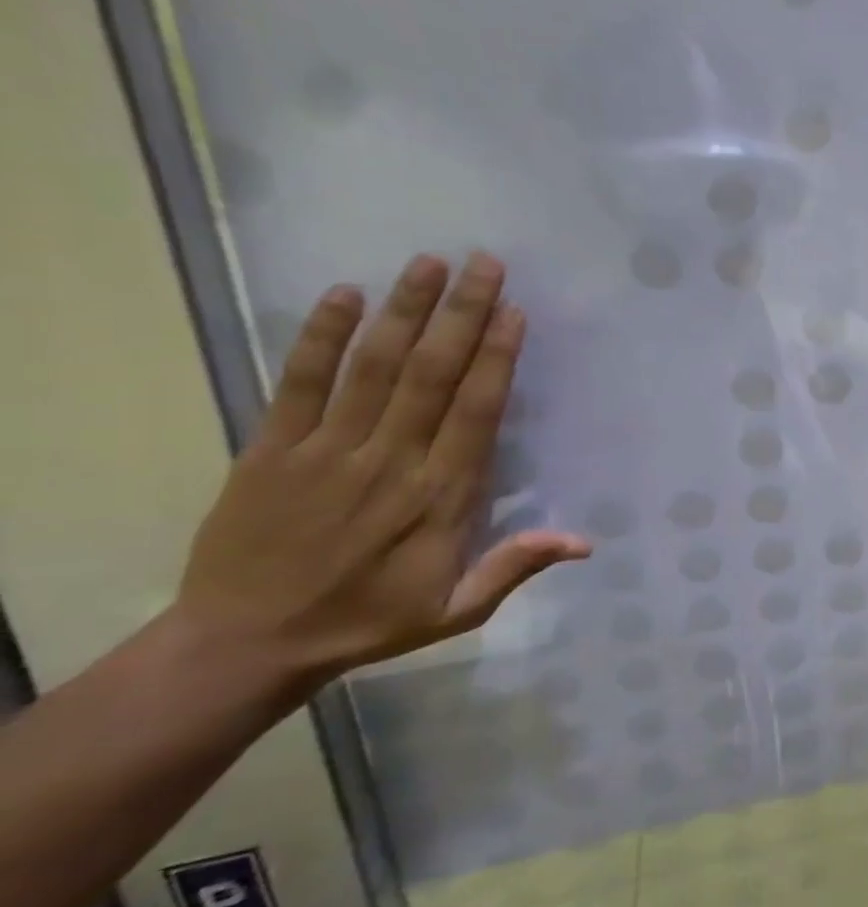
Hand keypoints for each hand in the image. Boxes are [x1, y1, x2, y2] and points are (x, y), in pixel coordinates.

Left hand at [173, 253, 590, 686]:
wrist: (244, 643)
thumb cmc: (368, 622)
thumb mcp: (456, 611)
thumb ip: (515, 568)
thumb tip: (584, 541)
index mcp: (440, 497)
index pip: (476, 412)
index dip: (496, 358)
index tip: (513, 311)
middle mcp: (390, 461)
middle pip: (432, 375)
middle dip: (461, 314)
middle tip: (484, 263)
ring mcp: (327, 450)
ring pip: (374, 367)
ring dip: (404, 311)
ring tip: (429, 262)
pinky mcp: (272, 449)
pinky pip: (299, 382)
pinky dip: (320, 337)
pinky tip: (344, 294)